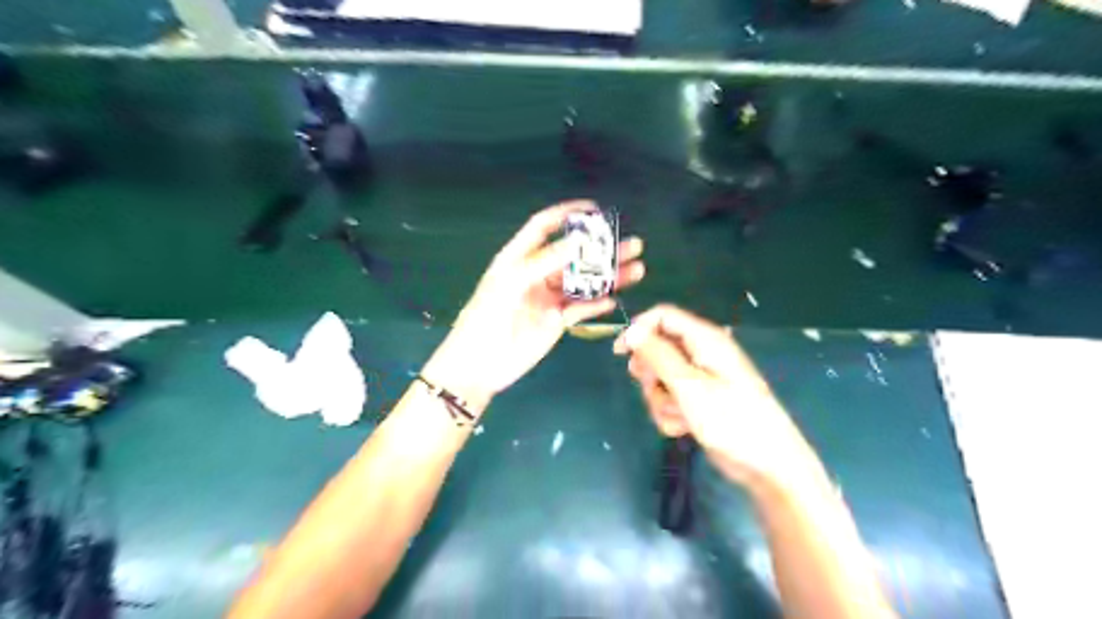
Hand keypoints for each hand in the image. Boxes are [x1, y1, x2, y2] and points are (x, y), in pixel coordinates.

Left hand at [423, 199, 647, 410]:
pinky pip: (581, 309)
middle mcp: (537, 274)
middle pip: (574, 256)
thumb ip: (545, 261)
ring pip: (583, 283)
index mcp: (519, 259)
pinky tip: (614, 299)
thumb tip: (580, 241)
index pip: (544, 227)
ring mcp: (548, 299)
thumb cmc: (486, 318)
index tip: (595, 209)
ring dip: (609, 276)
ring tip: (637, 269)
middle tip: (632, 244)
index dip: (567, 214)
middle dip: (602, 249)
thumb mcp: (512, 283)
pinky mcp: (556, 322)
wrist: (478, 365)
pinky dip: (597, 304)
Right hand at [617, 306, 806, 485]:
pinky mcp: (699, 402)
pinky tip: (683, 429)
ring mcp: (700, 380)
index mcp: (705, 340)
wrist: (767, 465)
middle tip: (654, 389)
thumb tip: (632, 331)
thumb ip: (659, 356)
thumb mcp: (689, 386)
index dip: (639, 330)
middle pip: (658, 348)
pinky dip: (671, 413)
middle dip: (650, 373)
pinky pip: (671, 399)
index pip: (663, 317)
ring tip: (678, 416)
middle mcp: (701, 354)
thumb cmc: (731, 419)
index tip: (620, 354)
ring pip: (661, 378)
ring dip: (661, 399)